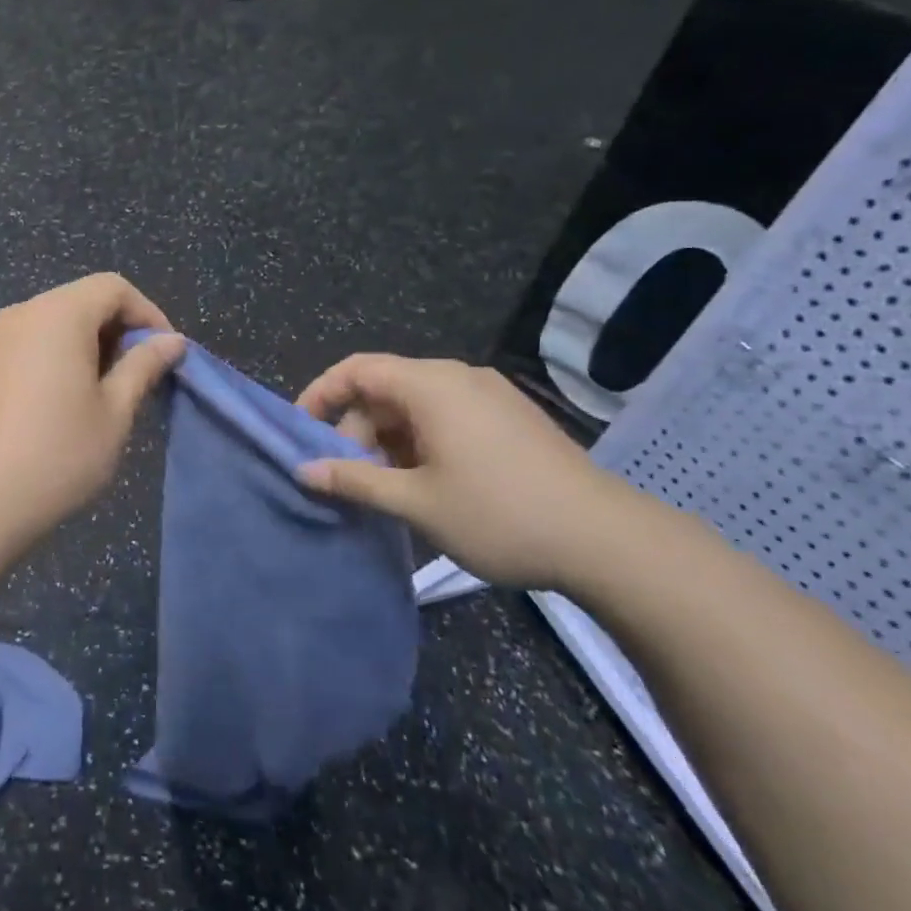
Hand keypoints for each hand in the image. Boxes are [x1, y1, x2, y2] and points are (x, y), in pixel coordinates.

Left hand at [0, 274, 184, 551]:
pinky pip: (26, 344)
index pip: (112, 288)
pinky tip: (60, 403)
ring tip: (102, 393)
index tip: (164, 354)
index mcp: (58, 315)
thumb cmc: (58, 454)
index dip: (147, 313)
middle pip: (80, 301)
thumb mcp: (115, 412)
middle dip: (116, 330)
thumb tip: (171, 340)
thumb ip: (144, 366)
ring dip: (85, 345)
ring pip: (52, 323)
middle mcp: (20, 314)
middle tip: (137, 377)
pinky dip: (54, 357)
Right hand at [295, 356, 642, 591]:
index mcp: (431, 385)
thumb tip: (305, 471)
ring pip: (416, 405)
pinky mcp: (511, 418)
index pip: (357, 370)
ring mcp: (490, 395)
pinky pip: (447, 415)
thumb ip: (355, 481)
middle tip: (351, 478)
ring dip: (389, 440)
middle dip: (358, 429)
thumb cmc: (500, 515)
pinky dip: (421, 441)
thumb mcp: (416, 503)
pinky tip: (428, 484)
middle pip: (386, 388)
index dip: (321, 395)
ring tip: (389, 489)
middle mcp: (459, 377)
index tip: (301, 432)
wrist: (609, 541)